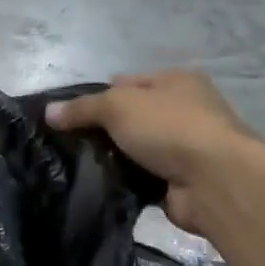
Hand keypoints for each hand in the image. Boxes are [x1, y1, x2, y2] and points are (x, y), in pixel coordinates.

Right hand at [45, 72, 259, 232]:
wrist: (215, 182)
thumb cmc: (169, 128)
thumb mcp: (116, 105)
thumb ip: (81, 108)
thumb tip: (49, 112)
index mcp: (176, 81)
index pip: (126, 82)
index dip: (96, 96)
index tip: (68, 116)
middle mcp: (185, 109)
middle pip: (130, 116)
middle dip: (102, 129)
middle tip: (69, 142)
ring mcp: (186, 147)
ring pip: (135, 148)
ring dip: (113, 157)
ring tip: (78, 165)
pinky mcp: (181, 179)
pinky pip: (142, 176)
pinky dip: (125, 180)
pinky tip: (101, 184)